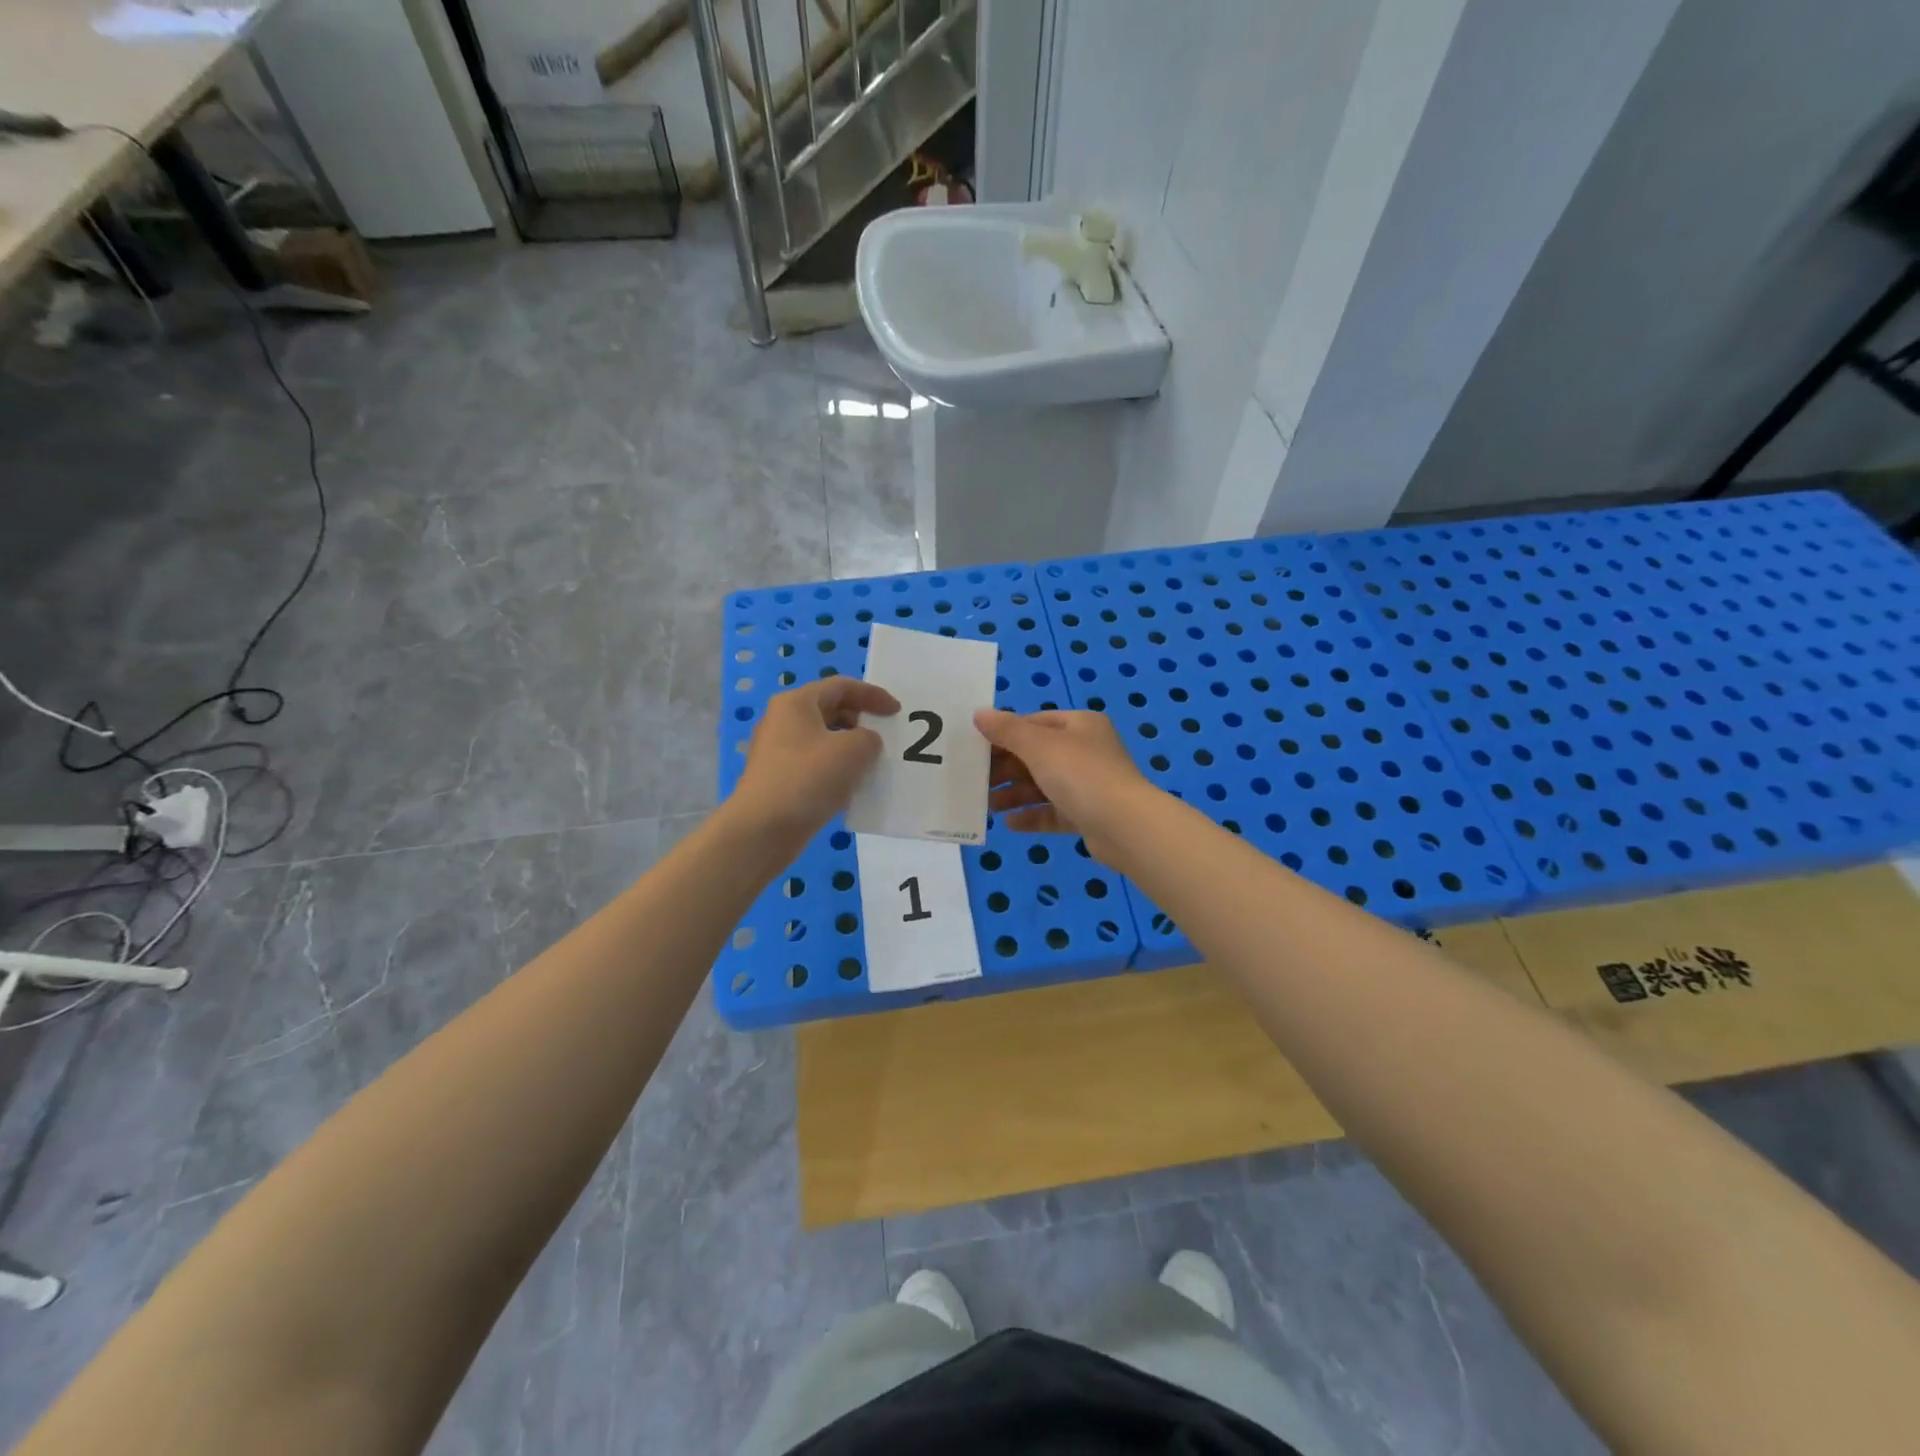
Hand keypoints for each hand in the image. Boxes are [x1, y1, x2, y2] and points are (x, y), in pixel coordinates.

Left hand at [732, 678, 899, 836]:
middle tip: (884, 737)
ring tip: (873, 764)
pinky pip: (816, 763)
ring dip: (851, 748)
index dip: (873, 695)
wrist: (763, 830)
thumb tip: (865, 744)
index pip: (841, 686)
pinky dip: (837, 768)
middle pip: (830, 710)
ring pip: (824, 739)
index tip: (897, 712)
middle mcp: (783, 720)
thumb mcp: (854, 751)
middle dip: (861, 720)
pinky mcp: (779, 778)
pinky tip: (851, 788)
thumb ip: (870, 738)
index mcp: (796, 703)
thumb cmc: (808, 779)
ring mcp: (778, 751)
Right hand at [974, 709, 1156, 862]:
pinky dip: (1031, 815)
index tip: (976, 748)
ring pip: (1043, 786)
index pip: (1035, 723)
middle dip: (1006, 769)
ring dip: (1014, 794)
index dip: (1005, 734)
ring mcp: (1088, 785)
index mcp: (1080, 725)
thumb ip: (1006, 730)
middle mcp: (1086, 751)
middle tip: (975, 780)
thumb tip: (979, 714)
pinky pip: (1053, 812)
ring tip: (988, 806)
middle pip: (1037, 756)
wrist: (1125, 826)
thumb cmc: (1080, 774)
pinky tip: (1009, 823)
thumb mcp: (1039, 745)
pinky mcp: (1088, 815)